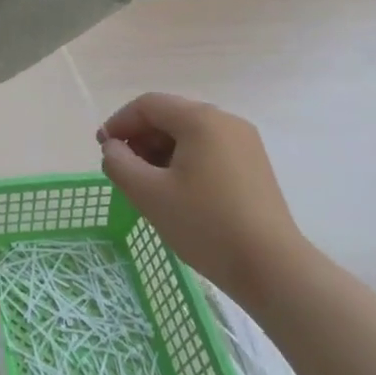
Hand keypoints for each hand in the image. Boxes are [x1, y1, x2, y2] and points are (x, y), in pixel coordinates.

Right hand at [98, 92, 309, 304]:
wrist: (273, 269)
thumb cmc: (205, 225)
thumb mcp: (148, 193)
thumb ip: (119, 163)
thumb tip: (113, 148)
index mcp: (200, 119)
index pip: (148, 105)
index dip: (119, 122)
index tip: (102, 149)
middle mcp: (226, 121)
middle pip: (170, 116)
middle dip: (140, 138)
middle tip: (123, 168)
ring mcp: (245, 143)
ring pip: (190, 134)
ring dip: (161, 151)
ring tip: (147, 183)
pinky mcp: (254, 166)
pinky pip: (209, 150)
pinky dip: (184, 161)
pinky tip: (176, 190)